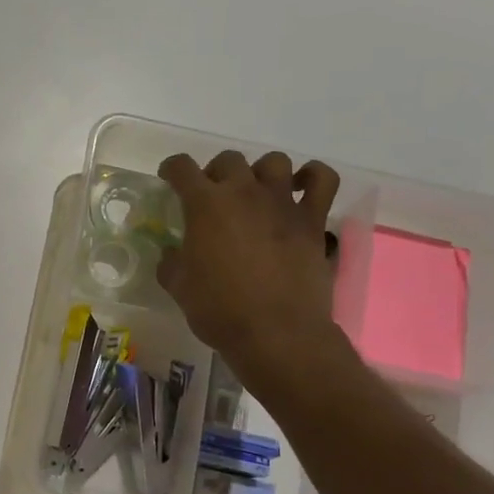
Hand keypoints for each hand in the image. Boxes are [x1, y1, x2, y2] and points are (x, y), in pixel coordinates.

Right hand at [158, 151, 342, 389]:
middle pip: (229, 160)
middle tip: (213, 197)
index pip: (182, 168)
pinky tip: (301, 188)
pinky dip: (313, 177)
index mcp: (205, 205)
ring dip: (261, 172)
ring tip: (256, 193)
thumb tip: (172, 254)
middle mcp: (244, 192)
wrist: (275, 333)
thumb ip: (171, 263)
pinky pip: (323, 180)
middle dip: (216, 173)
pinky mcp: (312, 220)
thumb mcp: (179, 287)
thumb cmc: (219, 310)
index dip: (172, 169)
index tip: (170, 178)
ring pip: (274, 162)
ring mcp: (282, 203)